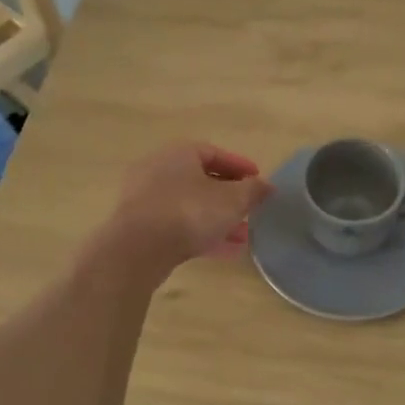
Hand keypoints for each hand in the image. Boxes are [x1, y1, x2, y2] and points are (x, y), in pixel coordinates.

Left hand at [109, 142, 272, 268]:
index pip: (215, 153)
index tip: (258, 181)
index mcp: (180, 153)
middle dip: (229, 198)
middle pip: (201, 181)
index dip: (240, 167)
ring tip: (242, 237)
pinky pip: (177, 225)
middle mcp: (159, 170)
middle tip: (250, 211)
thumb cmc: (189, 212)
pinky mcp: (139, 227)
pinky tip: (224, 251)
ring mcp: (145, 199)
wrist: (137, 249)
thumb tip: (267, 186)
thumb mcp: (232, 200)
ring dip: (217, 219)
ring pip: (190, 206)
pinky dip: (200, 234)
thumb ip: (253, 191)